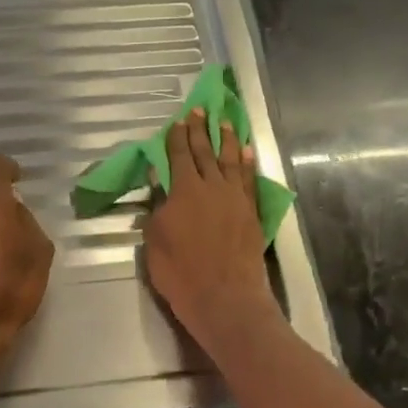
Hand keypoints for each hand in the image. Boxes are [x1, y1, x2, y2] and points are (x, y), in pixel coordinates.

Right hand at [144, 110, 279, 350]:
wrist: (224, 296)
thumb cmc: (181, 272)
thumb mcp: (155, 241)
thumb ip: (157, 207)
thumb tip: (158, 179)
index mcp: (184, 191)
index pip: (178, 156)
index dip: (177, 137)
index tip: (178, 121)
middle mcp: (212, 187)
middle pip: (205, 152)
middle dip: (200, 130)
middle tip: (200, 110)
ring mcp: (235, 198)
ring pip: (230, 160)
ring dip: (226, 140)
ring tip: (224, 122)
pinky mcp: (251, 212)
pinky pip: (249, 180)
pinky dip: (247, 163)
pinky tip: (246, 152)